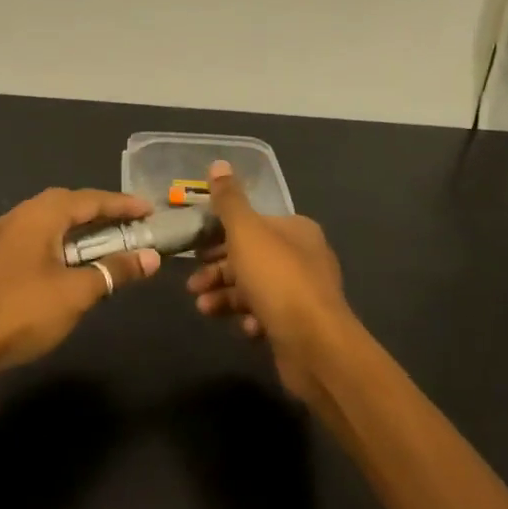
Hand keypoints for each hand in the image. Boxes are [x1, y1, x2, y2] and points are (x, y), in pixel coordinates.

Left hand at [0, 188, 160, 380]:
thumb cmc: (22, 313)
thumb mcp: (76, 293)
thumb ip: (114, 270)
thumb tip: (151, 257)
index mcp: (39, 215)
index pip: (89, 200)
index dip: (122, 204)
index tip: (151, 210)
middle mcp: (19, 216)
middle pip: (68, 203)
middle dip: (102, 211)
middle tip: (132, 223)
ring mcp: (3, 236)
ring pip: (51, 220)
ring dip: (82, 227)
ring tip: (109, 240)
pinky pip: (38, 236)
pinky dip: (63, 241)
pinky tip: (74, 260)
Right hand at [186, 161, 358, 402]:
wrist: (315, 345)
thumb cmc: (277, 279)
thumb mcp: (246, 233)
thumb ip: (230, 201)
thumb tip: (219, 164)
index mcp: (295, 229)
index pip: (252, 224)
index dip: (220, 234)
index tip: (194, 248)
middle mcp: (303, 256)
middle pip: (250, 256)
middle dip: (218, 270)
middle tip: (192, 284)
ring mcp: (303, 292)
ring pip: (255, 287)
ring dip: (226, 296)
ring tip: (204, 307)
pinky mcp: (299, 324)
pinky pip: (267, 314)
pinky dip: (249, 317)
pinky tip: (243, 327)